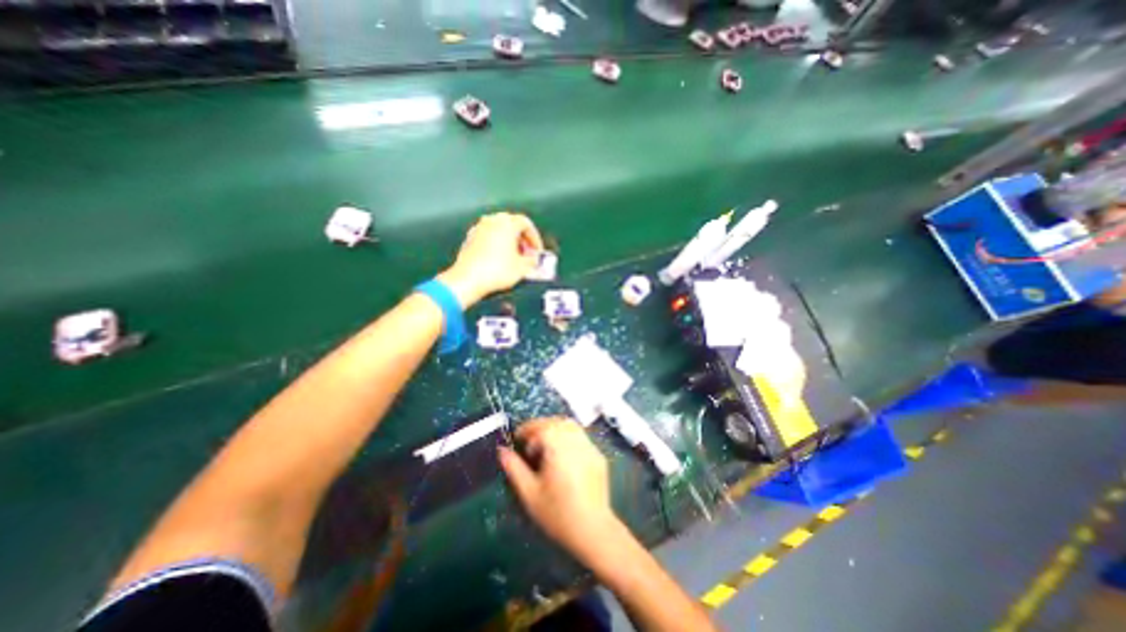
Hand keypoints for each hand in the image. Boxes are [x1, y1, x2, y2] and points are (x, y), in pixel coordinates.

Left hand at [436, 213, 543, 308]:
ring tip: (514, 257)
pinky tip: (499, 259)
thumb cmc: (498, 270)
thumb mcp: (522, 268)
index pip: (526, 223)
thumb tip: (534, 259)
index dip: (535, 238)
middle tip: (527, 253)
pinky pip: (488, 237)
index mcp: (507, 223)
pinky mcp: (469, 238)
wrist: (468, 279)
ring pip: (499, 229)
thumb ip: (532, 260)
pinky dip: (496, 244)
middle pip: (512, 224)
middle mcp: (492, 220)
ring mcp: (478, 228)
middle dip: (522, 238)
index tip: (537, 251)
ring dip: (509, 241)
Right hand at [498, 419, 619, 562]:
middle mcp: (576, 442)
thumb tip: (502, 451)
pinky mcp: (598, 455)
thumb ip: (514, 469)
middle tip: (530, 440)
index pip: (542, 426)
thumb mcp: (530, 494)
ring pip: (571, 426)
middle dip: (541, 426)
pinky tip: (563, 454)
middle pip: (557, 422)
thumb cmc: (558, 514)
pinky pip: (581, 436)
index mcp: (559, 448)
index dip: (528, 429)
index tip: (518, 438)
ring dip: (556, 428)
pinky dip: (569, 436)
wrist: (593, 530)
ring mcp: (590, 447)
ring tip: (545, 444)